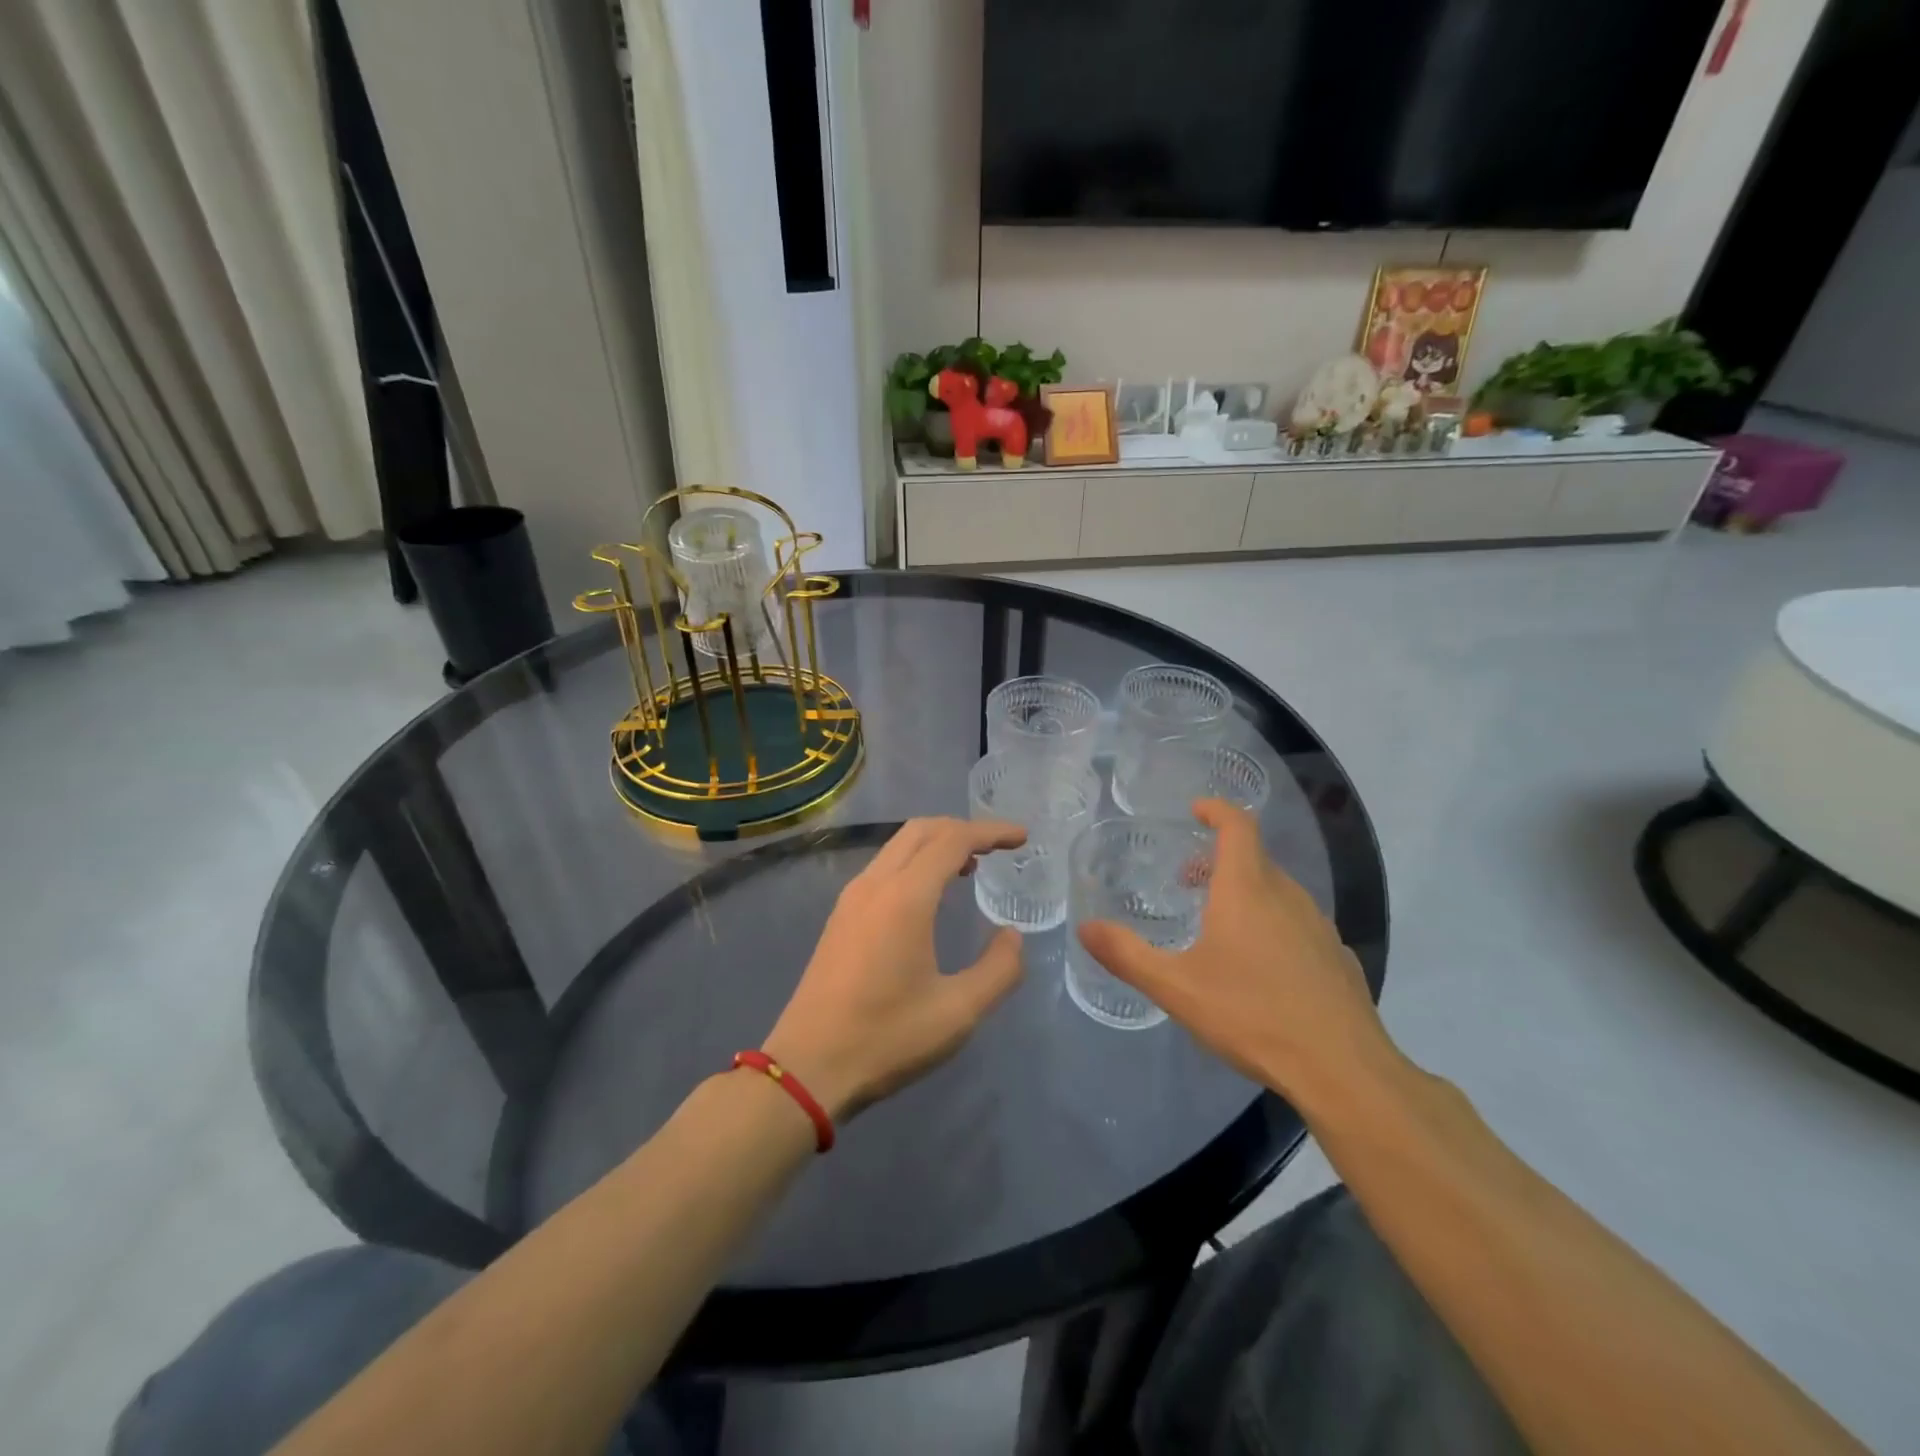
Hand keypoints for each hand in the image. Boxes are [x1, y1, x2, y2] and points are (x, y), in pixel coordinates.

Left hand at [763, 817, 1028, 1121]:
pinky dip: (914, 862)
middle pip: (922, 830)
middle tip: (998, 847)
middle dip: (963, 829)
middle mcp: (875, 884)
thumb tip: (1012, 936)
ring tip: (970, 867)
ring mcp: (852, 898)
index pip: (953, 840)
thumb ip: (998, 969)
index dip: (991, 832)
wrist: (807, 1067)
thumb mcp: (958, 1012)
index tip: (1022, 837)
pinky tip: (930, 894)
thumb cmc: (886, 1038)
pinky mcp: (840, 917)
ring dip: (936, 844)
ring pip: (898, 846)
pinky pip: (884, 867)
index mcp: (905, 897)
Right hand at [1076, 800, 1397, 1109]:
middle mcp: (1288, 896)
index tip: (1196, 810)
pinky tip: (1261, 968)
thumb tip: (1084, 928)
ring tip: (1218, 925)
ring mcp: (1319, 927)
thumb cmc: (1252, 1015)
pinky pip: (1298, 924)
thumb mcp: (1176, 987)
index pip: (1238, 826)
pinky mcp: (1338, 958)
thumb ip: (1126, 955)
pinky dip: (1272, 924)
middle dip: (1219, 860)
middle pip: (1254, 859)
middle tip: (1188, 881)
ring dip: (1245, 893)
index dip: (1217, 810)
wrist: (1342, 1070)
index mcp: (1248, 889)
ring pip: (1278, 892)